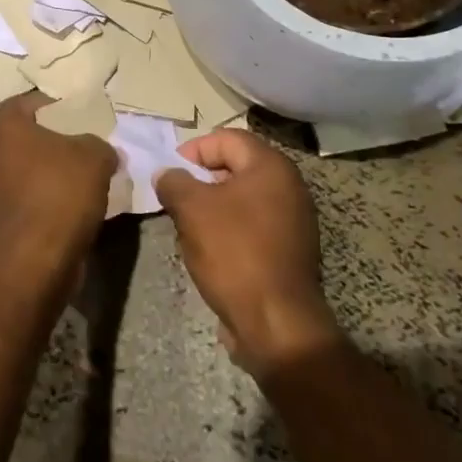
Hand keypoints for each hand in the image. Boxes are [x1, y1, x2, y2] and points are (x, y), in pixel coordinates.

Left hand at [0, 94, 116, 299]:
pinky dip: (39, 199)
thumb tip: (102, 151)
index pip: (27, 102)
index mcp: (3, 126)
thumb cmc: (59, 195)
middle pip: (22, 136)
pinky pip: (20, 198)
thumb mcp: (95, 157)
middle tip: (81, 147)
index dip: (55, 107)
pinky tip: (66, 208)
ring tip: (79, 180)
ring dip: (44, 173)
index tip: (79, 117)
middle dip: (50, 141)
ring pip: (20, 169)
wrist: (31, 263)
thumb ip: (99, 145)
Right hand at [155, 129, 341, 374]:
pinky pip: (254, 225)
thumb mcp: (192, 209)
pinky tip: (210, 249)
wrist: (276, 323)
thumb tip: (167, 174)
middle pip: (237, 167)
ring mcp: (294, 220)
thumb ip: (174, 182)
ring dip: (214, 206)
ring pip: (244, 198)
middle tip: (176, 197)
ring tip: (188, 225)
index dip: (194, 149)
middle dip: (202, 179)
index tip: (170, 171)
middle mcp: (289, 186)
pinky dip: (230, 228)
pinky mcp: (291, 250)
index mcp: (271, 167)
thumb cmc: (234, 252)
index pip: (228, 138)